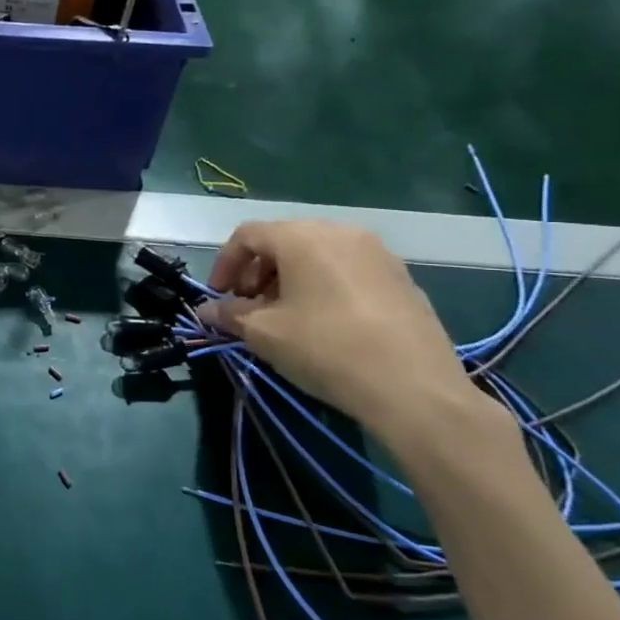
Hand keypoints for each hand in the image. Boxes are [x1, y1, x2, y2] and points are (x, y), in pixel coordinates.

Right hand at [198, 220, 492, 447]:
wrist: (413, 387)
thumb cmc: (326, 349)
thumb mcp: (264, 334)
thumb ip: (229, 315)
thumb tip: (206, 310)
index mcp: (302, 236)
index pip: (247, 235)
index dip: (224, 264)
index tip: (218, 297)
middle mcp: (340, 231)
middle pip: (283, 240)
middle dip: (257, 272)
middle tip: (248, 308)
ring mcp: (377, 252)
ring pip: (317, 254)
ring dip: (289, 279)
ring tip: (284, 317)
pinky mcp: (401, 277)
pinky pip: (347, 269)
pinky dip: (323, 285)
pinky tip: (323, 323)